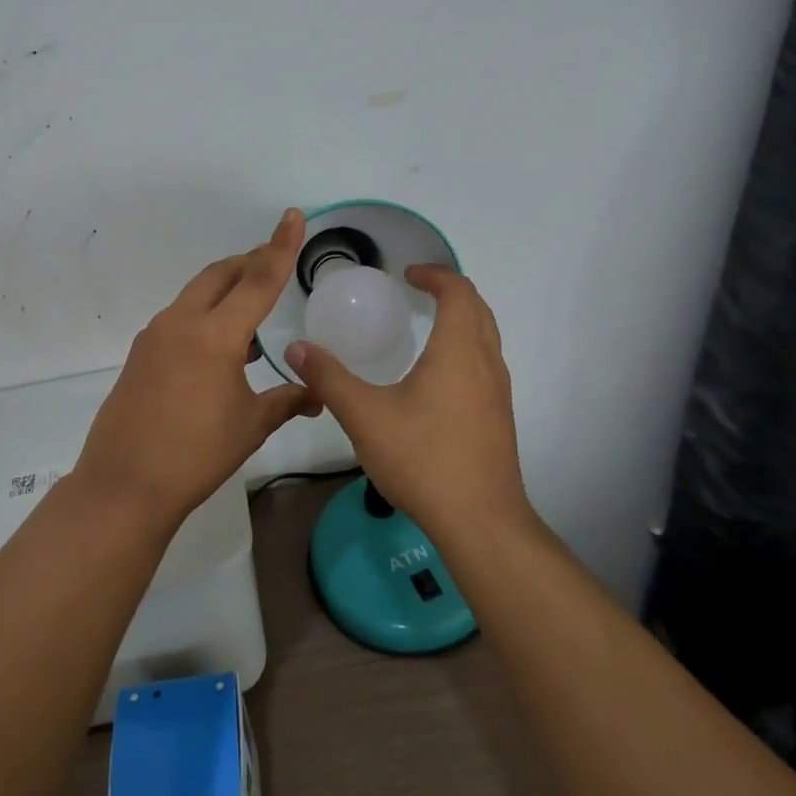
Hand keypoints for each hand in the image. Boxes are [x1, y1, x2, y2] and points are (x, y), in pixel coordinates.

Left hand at [73, 209, 322, 527]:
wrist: (124, 484)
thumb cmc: (196, 454)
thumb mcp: (250, 425)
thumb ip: (287, 401)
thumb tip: (318, 395)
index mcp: (215, 334)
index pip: (258, 280)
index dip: (280, 246)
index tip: (293, 215)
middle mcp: (181, 322)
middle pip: (220, 275)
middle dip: (249, 262)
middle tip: (273, 262)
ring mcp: (155, 336)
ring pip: (196, 294)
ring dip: (225, 291)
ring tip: (251, 312)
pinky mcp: (140, 353)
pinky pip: (179, 318)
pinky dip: (204, 316)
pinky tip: (219, 348)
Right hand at [285, 266, 528, 539]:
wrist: (480, 522)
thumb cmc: (423, 459)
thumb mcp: (364, 415)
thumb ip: (329, 378)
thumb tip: (296, 347)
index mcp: (458, 350)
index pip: (458, 291)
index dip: (434, 274)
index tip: (405, 274)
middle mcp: (486, 363)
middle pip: (479, 308)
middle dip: (449, 291)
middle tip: (415, 291)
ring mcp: (498, 392)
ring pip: (486, 337)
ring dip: (461, 319)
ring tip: (425, 326)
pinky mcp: (499, 417)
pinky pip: (485, 363)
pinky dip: (465, 348)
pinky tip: (435, 377)